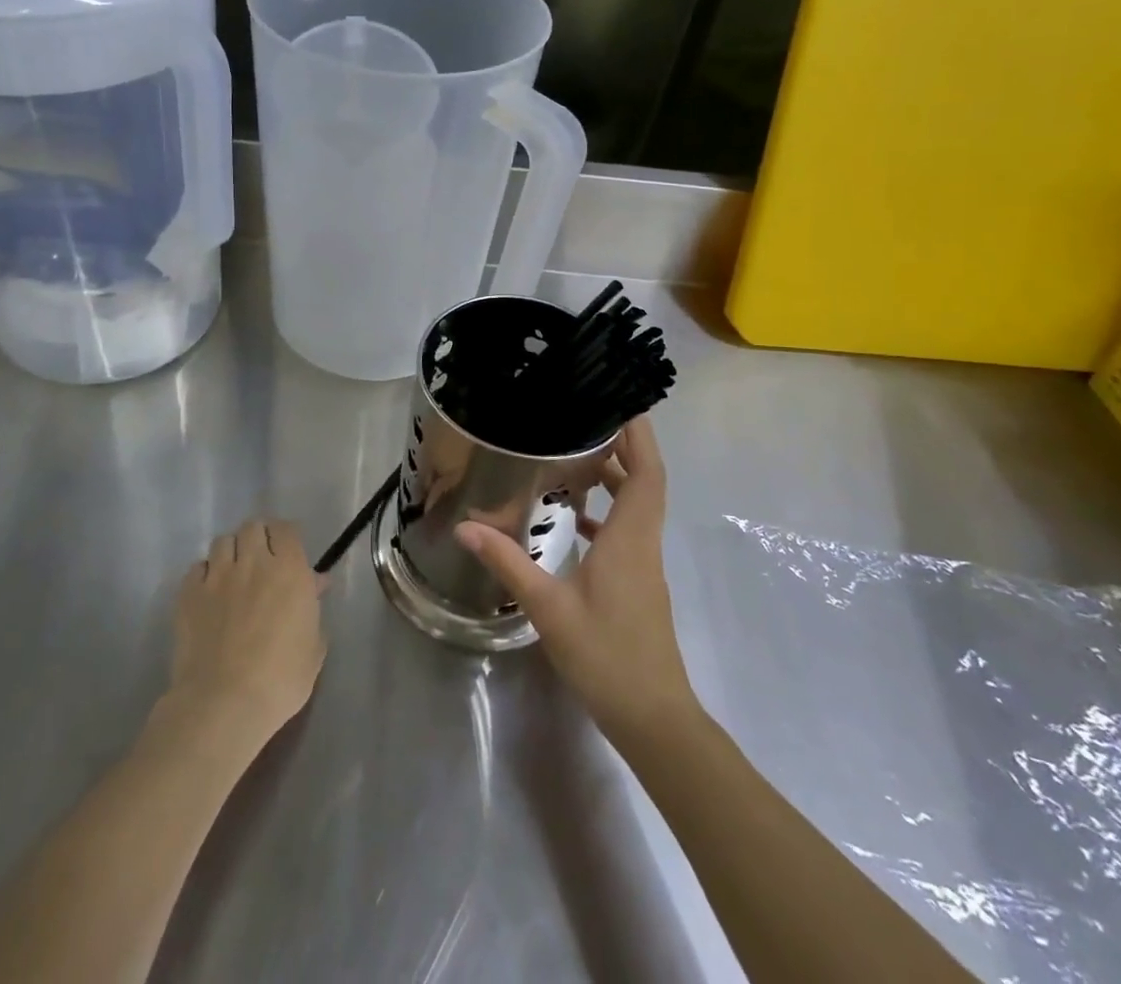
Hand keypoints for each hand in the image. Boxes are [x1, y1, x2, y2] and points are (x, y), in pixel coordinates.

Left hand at [163, 520, 326, 756]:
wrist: (224, 703)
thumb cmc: (280, 680)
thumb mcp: (313, 648)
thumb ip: (313, 609)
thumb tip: (314, 584)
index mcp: (289, 570)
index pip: (286, 529)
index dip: (286, 536)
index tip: (287, 553)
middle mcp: (253, 562)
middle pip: (253, 526)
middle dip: (258, 538)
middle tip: (261, 561)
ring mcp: (217, 576)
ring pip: (223, 541)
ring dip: (231, 552)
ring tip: (233, 574)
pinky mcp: (188, 593)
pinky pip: (197, 568)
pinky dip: (204, 574)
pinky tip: (209, 593)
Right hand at [456, 418, 696, 742]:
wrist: (653, 718)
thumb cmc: (606, 656)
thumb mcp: (549, 607)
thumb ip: (508, 562)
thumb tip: (466, 526)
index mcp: (631, 539)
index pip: (647, 472)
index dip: (640, 435)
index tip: (623, 403)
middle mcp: (643, 543)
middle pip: (645, 482)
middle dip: (623, 447)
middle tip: (586, 420)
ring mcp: (644, 565)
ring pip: (637, 506)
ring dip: (616, 478)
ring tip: (576, 457)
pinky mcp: (638, 584)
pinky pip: (628, 531)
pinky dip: (608, 513)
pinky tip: (575, 519)